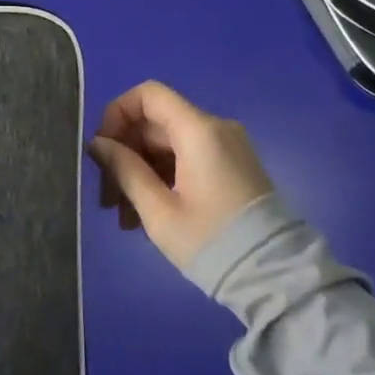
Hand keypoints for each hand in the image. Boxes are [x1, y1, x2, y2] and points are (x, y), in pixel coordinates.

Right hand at [86, 81, 273, 268]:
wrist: (277, 279)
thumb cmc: (212, 242)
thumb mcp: (158, 211)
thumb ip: (124, 170)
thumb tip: (98, 144)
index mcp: (198, 131)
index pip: (148, 94)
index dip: (117, 113)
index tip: (102, 149)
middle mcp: (215, 129)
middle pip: (155, 123)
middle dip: (125, 153)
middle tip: (107, 196)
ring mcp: (227, 148)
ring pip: (168, 144)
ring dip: (141, 170)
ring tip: (124, 216)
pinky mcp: (233, 167)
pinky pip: (187, 158)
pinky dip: (163, 177)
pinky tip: (147, 214)